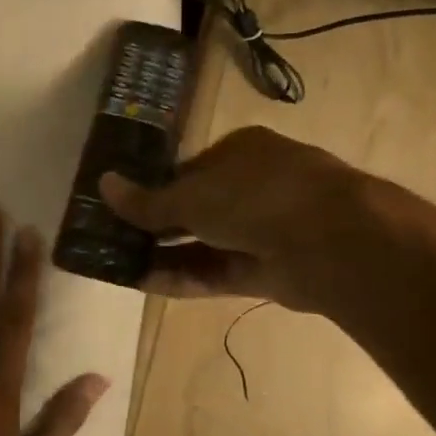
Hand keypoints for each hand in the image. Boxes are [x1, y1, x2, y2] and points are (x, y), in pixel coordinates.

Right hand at [99, 126, 435, 313]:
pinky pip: (217, 272)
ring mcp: (262, 230)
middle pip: (195, 209)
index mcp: (240, 151)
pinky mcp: (267, 270)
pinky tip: (146, 284)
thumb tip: (103, 184)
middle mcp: (253, 187)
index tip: (120, 208)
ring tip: (120, 266)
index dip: (153, 189)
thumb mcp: (193, 194)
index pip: (188, 170)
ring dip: (165, 255)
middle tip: (114, 242)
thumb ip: (148, 201)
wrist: (332, 241)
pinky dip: (184, 278)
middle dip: (156, 228)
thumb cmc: (257, 196)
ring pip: (204, 244)